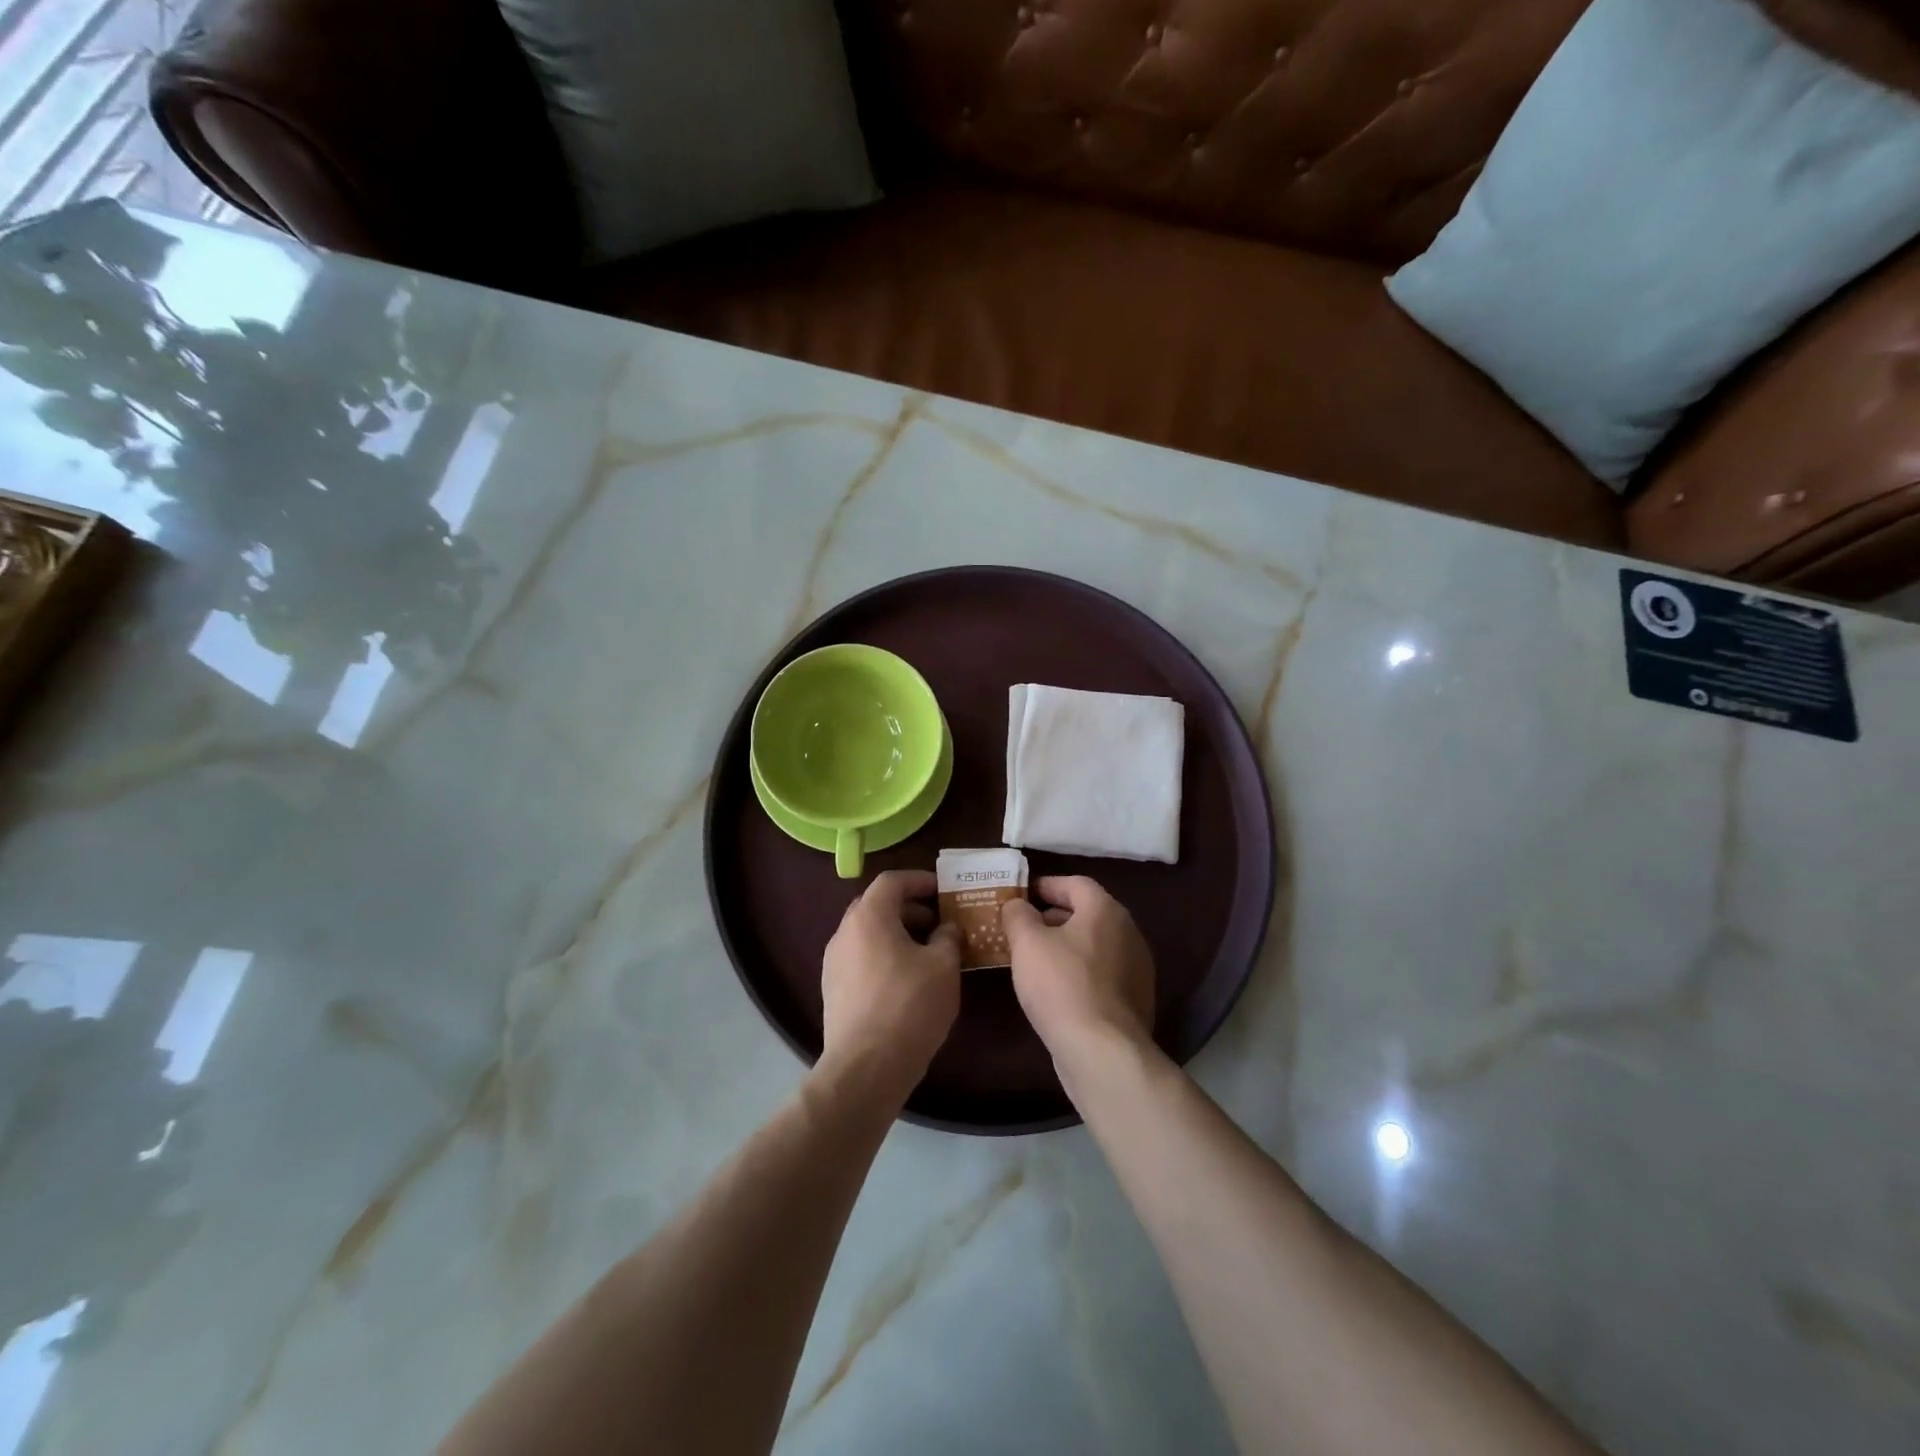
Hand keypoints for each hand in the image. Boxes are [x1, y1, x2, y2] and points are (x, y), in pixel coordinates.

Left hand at [820, 870, 963, 1103]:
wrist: (865, 1067)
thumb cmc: (909, 1006)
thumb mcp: (943, 966)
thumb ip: (948, 937)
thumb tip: (947, 928)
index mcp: (869, 917)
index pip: (891, 881)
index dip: (919, 880)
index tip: (943, 889)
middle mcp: (844, 932)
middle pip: (877, 905)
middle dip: (909, 908)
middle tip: (938, 921)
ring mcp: (834, 962)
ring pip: (868, 934)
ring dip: (897, 933)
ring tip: (928, 952)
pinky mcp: (833, 990)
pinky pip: (861, 958)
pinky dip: (884, 955)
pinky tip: (908, 979)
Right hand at [1002, 876, 1155, 1065]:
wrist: (1103, 1051)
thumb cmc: (1061, 985)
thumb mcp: (1027, 943)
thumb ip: (1018, 915)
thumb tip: (1017, 904)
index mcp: (1105, 910)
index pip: (1076, 883)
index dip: (1047, 885)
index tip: (1024, 894)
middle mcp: (1128, 932)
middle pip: (1088, 913)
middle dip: (1055, 916)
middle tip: (1025, 927)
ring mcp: (1137, 968)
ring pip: (1096, 944)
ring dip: (1068, 945)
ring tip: (1037, 959)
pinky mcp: (1136, 999)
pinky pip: (1103, 973)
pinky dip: (1081, 971)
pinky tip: (1058, 989)